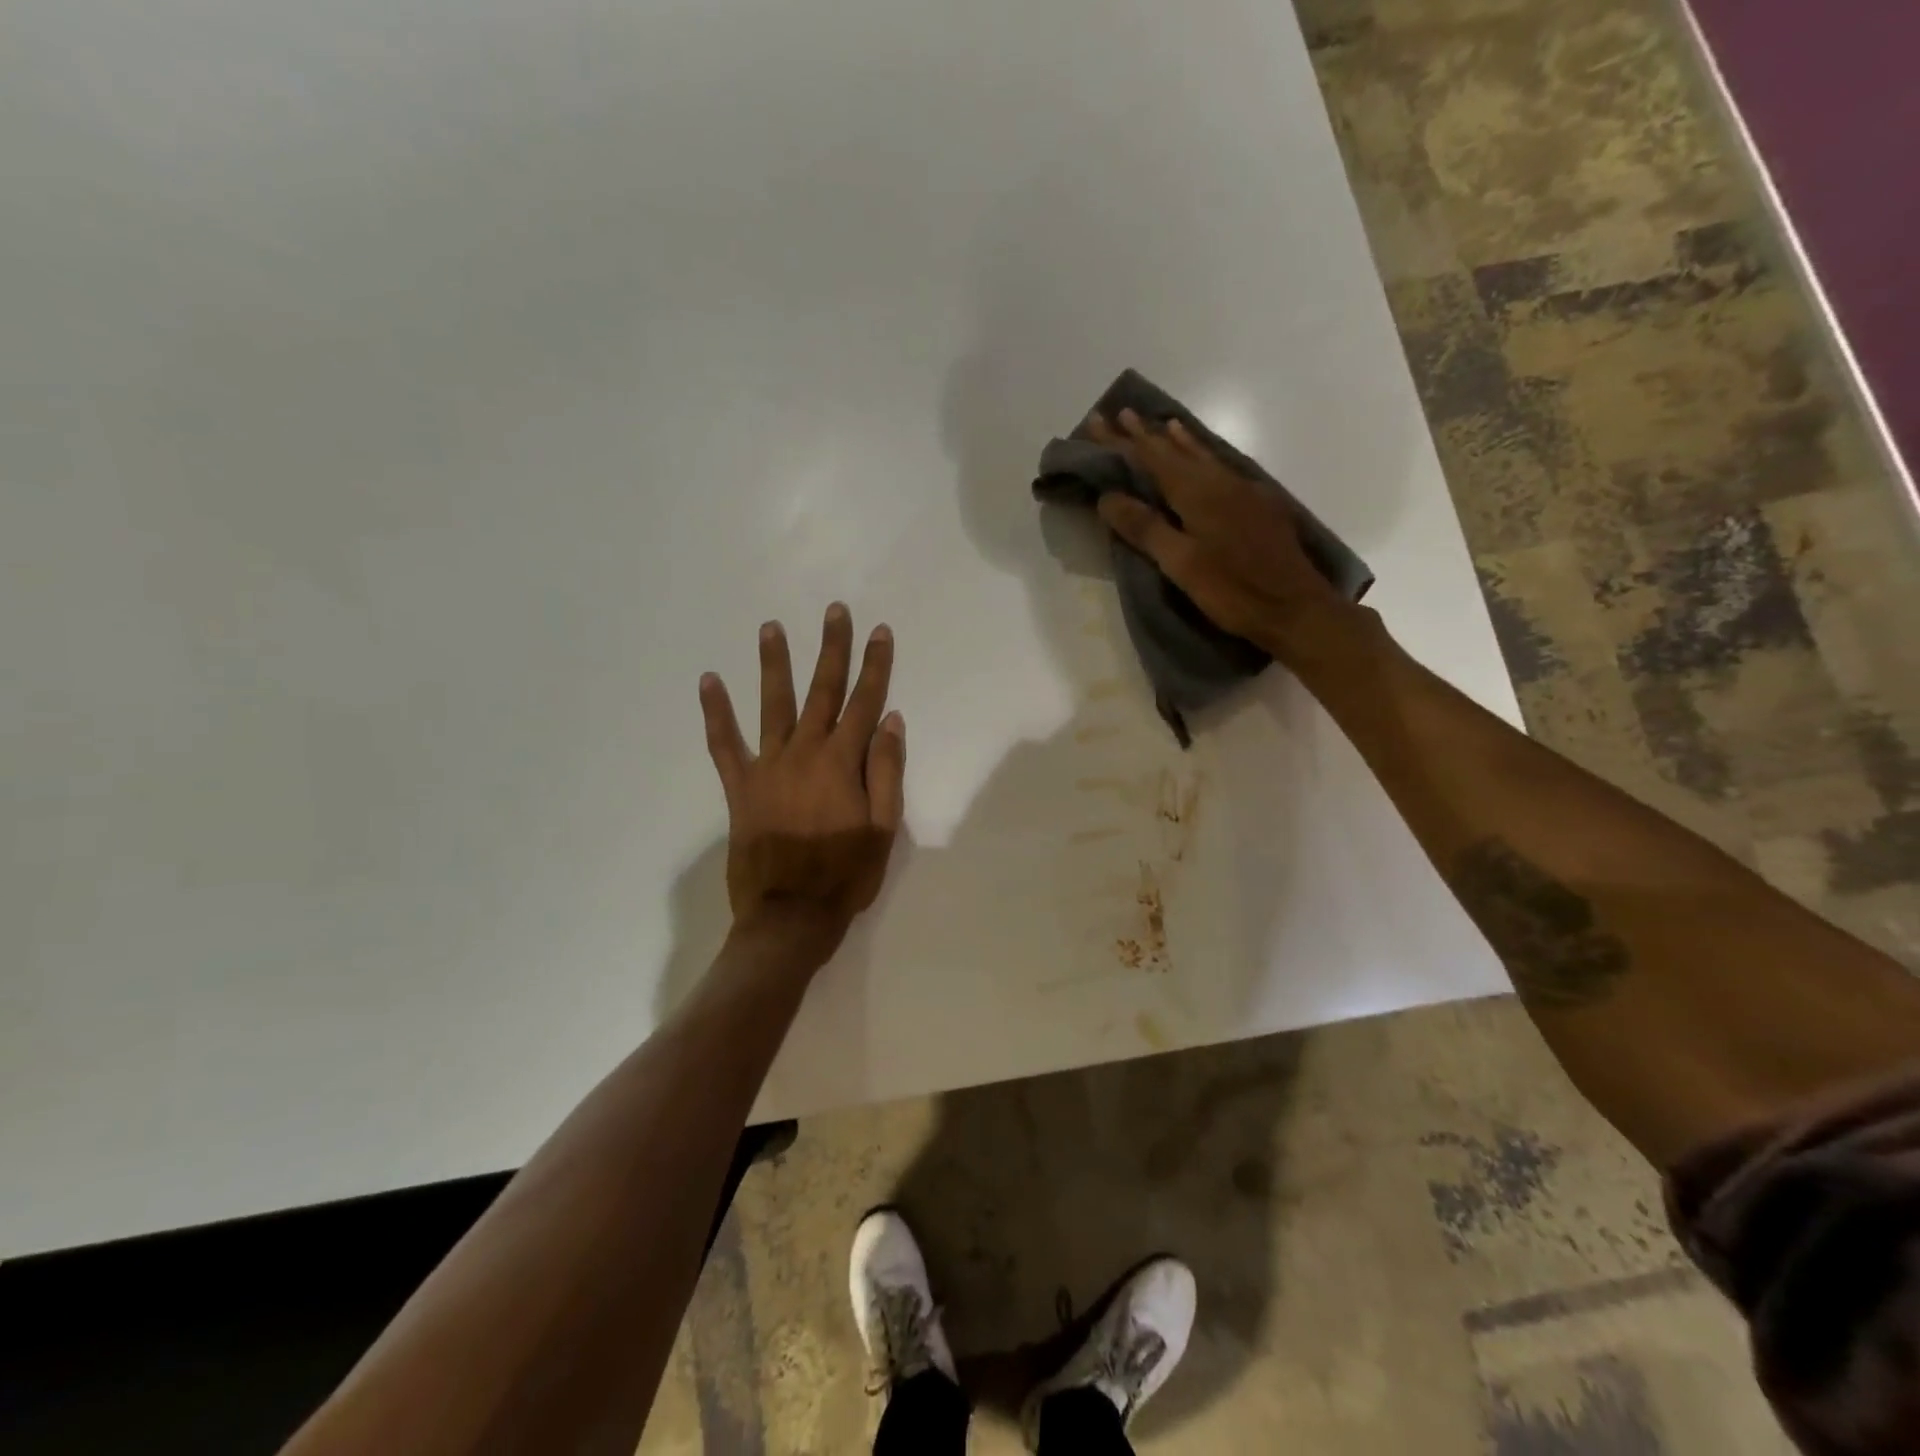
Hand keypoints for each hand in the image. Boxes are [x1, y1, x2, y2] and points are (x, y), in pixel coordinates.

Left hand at [699, 603, 904, 961]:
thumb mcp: (883, 828)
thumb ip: (886, 771)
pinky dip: (716, 713)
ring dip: (774, 664)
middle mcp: (805, 753)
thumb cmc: (846, 875)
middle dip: (832, 649)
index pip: (864, 702)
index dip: (875, 665)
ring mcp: (768, 767)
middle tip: (835, 611)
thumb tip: (890, 720)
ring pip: (773, 705)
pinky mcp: (740, 787)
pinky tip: (709, 681)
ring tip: (770, 627)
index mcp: (843, 763)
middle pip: (822, 691)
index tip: (879, 631)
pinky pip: (724, 744)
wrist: (790, 915)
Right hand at [1086, 409, 1360, 662]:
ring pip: (1203, 456)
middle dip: (1145, 435)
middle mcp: (1221, 481)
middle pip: (1175, 452)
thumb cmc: (1232, 590)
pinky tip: (1205, 459)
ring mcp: (1244, 491)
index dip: (1122, 442)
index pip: (1150, 458)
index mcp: (1197, 492)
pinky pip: (1221, 468)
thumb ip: (1145, 527)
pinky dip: (1203, 456)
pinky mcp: (1259, 506)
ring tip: (1163, 423)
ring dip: (1178, 440)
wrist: (1296, 608)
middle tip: (1121, 413)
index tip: (1096, 422)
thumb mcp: (1180, 563)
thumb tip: (1108, 496)